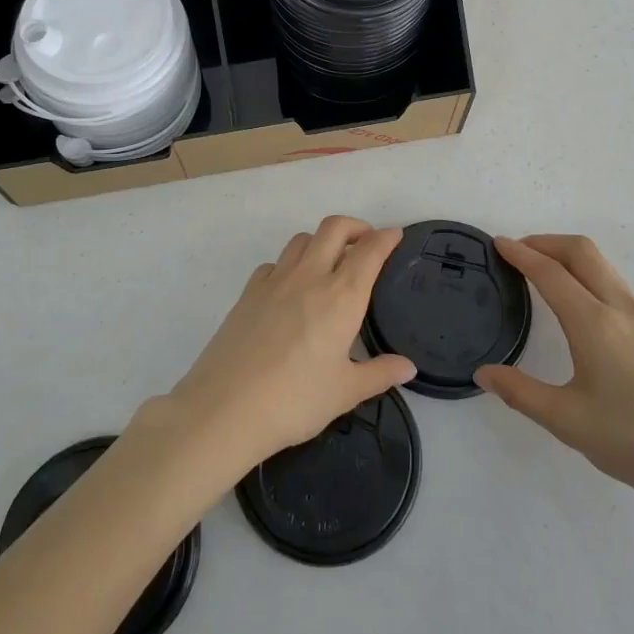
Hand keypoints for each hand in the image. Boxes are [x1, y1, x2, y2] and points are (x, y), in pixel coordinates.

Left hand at [164, 216, 415, 476]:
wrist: (225, 407)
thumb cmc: (295, 400)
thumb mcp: (345, 392)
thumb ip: (379, 374)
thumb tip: (408, 367)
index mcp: (341, 297)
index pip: (369, 252)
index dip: (386, 238)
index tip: (395, 235)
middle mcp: (309, 277)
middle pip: (333, 228)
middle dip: (355, 226)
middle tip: (366, 243)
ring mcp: (274, 281)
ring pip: (302, 240)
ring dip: (321, 241)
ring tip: (330, 263)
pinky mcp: (248, 292)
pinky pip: (274, 263)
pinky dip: (289, 264)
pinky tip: (290, 289)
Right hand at [476, 234, 633, 524]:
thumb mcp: (567, 421)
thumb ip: (520, 392)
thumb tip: (484, 374)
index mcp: (595, 324)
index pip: (550, 273)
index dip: (521, 254)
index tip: (498, 243)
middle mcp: (622, 309)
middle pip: (582, 251)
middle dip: (546, 242)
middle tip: (518, 251)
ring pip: (603, 267)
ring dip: (569, 257)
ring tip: (544, 274)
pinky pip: (617, 286)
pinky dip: (589, 277)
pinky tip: (580, 308)